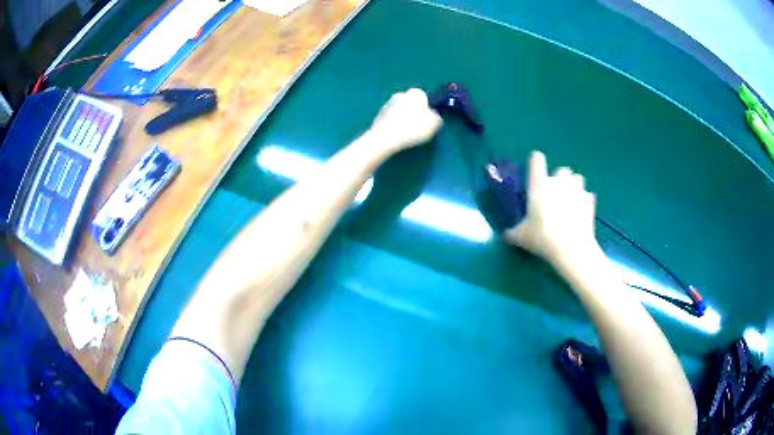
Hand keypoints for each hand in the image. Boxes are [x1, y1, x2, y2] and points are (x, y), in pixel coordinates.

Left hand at [370, 88, 442, 151]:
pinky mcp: (378, 115)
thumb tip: (433, 117)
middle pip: (411, 104)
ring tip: (407, 134)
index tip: (427, 121)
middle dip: (414, 113)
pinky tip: (396, 135)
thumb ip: (436, 118)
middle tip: (418, 128)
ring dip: (403, 119)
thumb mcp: (434, 124)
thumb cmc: (413, 128)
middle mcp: (400, 94)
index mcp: (415, 93)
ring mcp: (387, 104)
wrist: (386, 137)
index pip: (424, 98)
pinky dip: (394, 125)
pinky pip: (391, 120)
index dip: (427, 110)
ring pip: (400, 111)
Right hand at [505, 151, 598, 265]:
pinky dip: (585, 201)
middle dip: (560, 178)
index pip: (537, 161)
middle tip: (555, 193)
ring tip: (571, 199)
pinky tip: (581, 212)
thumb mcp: (521, 237)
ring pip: (578, 178)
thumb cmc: (542, 237)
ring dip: (574, 185)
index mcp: (539, 185)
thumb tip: (505, 235)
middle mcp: (558, 182)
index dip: (536, 161)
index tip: (536, 167)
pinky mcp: (589, 202)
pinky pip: (587, 196)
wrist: (571, 247)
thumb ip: (513, 233)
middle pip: (561, 169)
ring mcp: (576, 190)